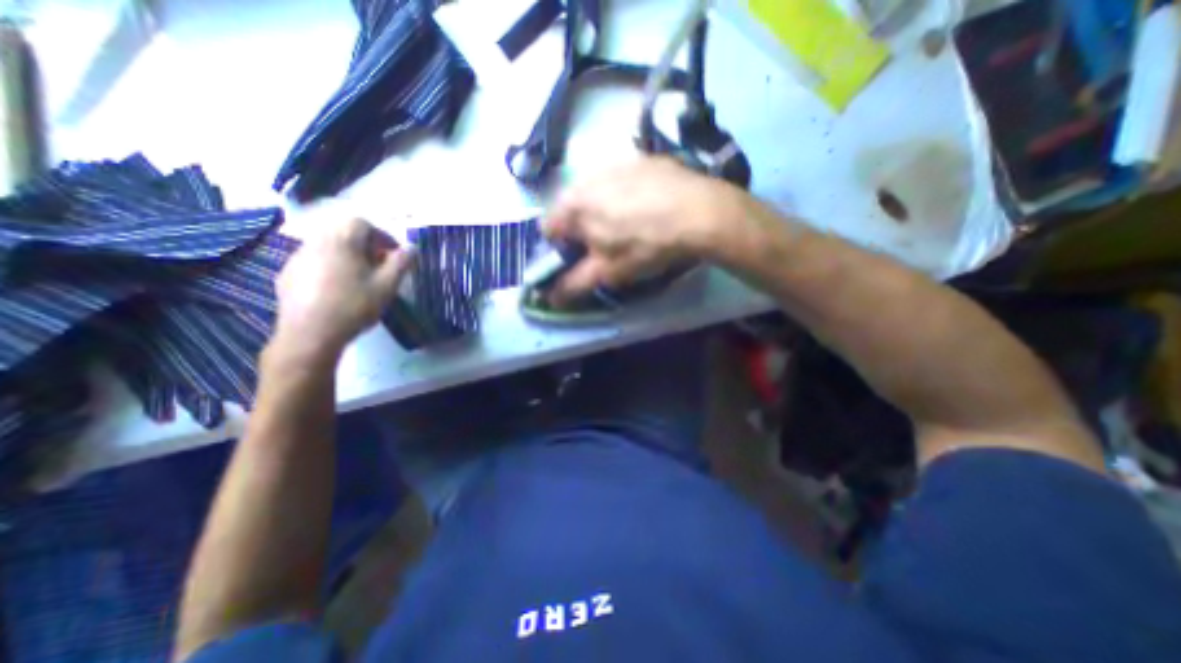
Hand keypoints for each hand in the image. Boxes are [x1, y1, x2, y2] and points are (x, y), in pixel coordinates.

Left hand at [272, 221, 413, 358]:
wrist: (310, 334)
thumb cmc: (354, 305)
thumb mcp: (387, 285)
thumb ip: (401, 263)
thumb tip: (412, 247)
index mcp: (341, 241)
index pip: (362, 223)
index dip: (382, 236)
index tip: (393, 255)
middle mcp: (316, 242)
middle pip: (343, 233)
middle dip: (365, 246)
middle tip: (379, 266)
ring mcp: (297, 258)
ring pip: (328, 247)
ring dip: (347, 256)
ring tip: (360, 279)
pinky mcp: (287, 275)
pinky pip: (314, 262)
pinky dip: (330, 268)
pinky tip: (337, 290)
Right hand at [541, 155, 734, 301]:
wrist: (700, 213)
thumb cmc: (645, 245)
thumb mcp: (607, 272)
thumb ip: (573, 284)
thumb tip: (549, 297)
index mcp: (573, 206)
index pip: (547, 229)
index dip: (559, 248)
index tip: (580, 259)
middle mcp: (586, 177)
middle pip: (571, 209)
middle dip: (580, 229)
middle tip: (606, 245)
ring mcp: (615, 163)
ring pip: (595, 193)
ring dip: (601, 210)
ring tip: (629, 226)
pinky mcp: (640, 158)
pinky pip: (621, 180)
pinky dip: (625, 194)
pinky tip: (648, 208)